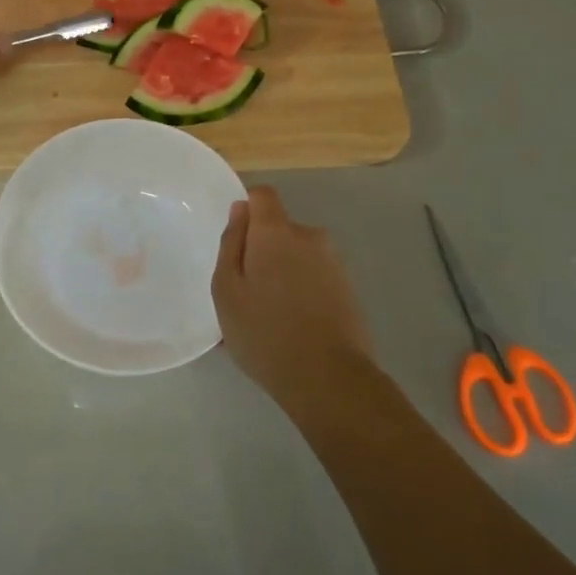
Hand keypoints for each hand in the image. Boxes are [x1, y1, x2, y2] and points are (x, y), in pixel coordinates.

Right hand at [213, 186, 374, 400]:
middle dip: (262, 251)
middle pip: (279, 230)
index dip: (246, 210)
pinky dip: (301, 294)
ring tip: (267, 319)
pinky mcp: (348, 290)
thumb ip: (231, 243)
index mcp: (276, 232)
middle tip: (245, 294)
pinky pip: (314, 279)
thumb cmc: (264, 331)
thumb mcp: (226, 289)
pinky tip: (291, 329)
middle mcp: (310, 237)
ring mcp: (334, 264)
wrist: (328, 378)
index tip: (235, 242)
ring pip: (298, 257)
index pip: (262, 196)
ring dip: (282, 275)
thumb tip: (240, 211)